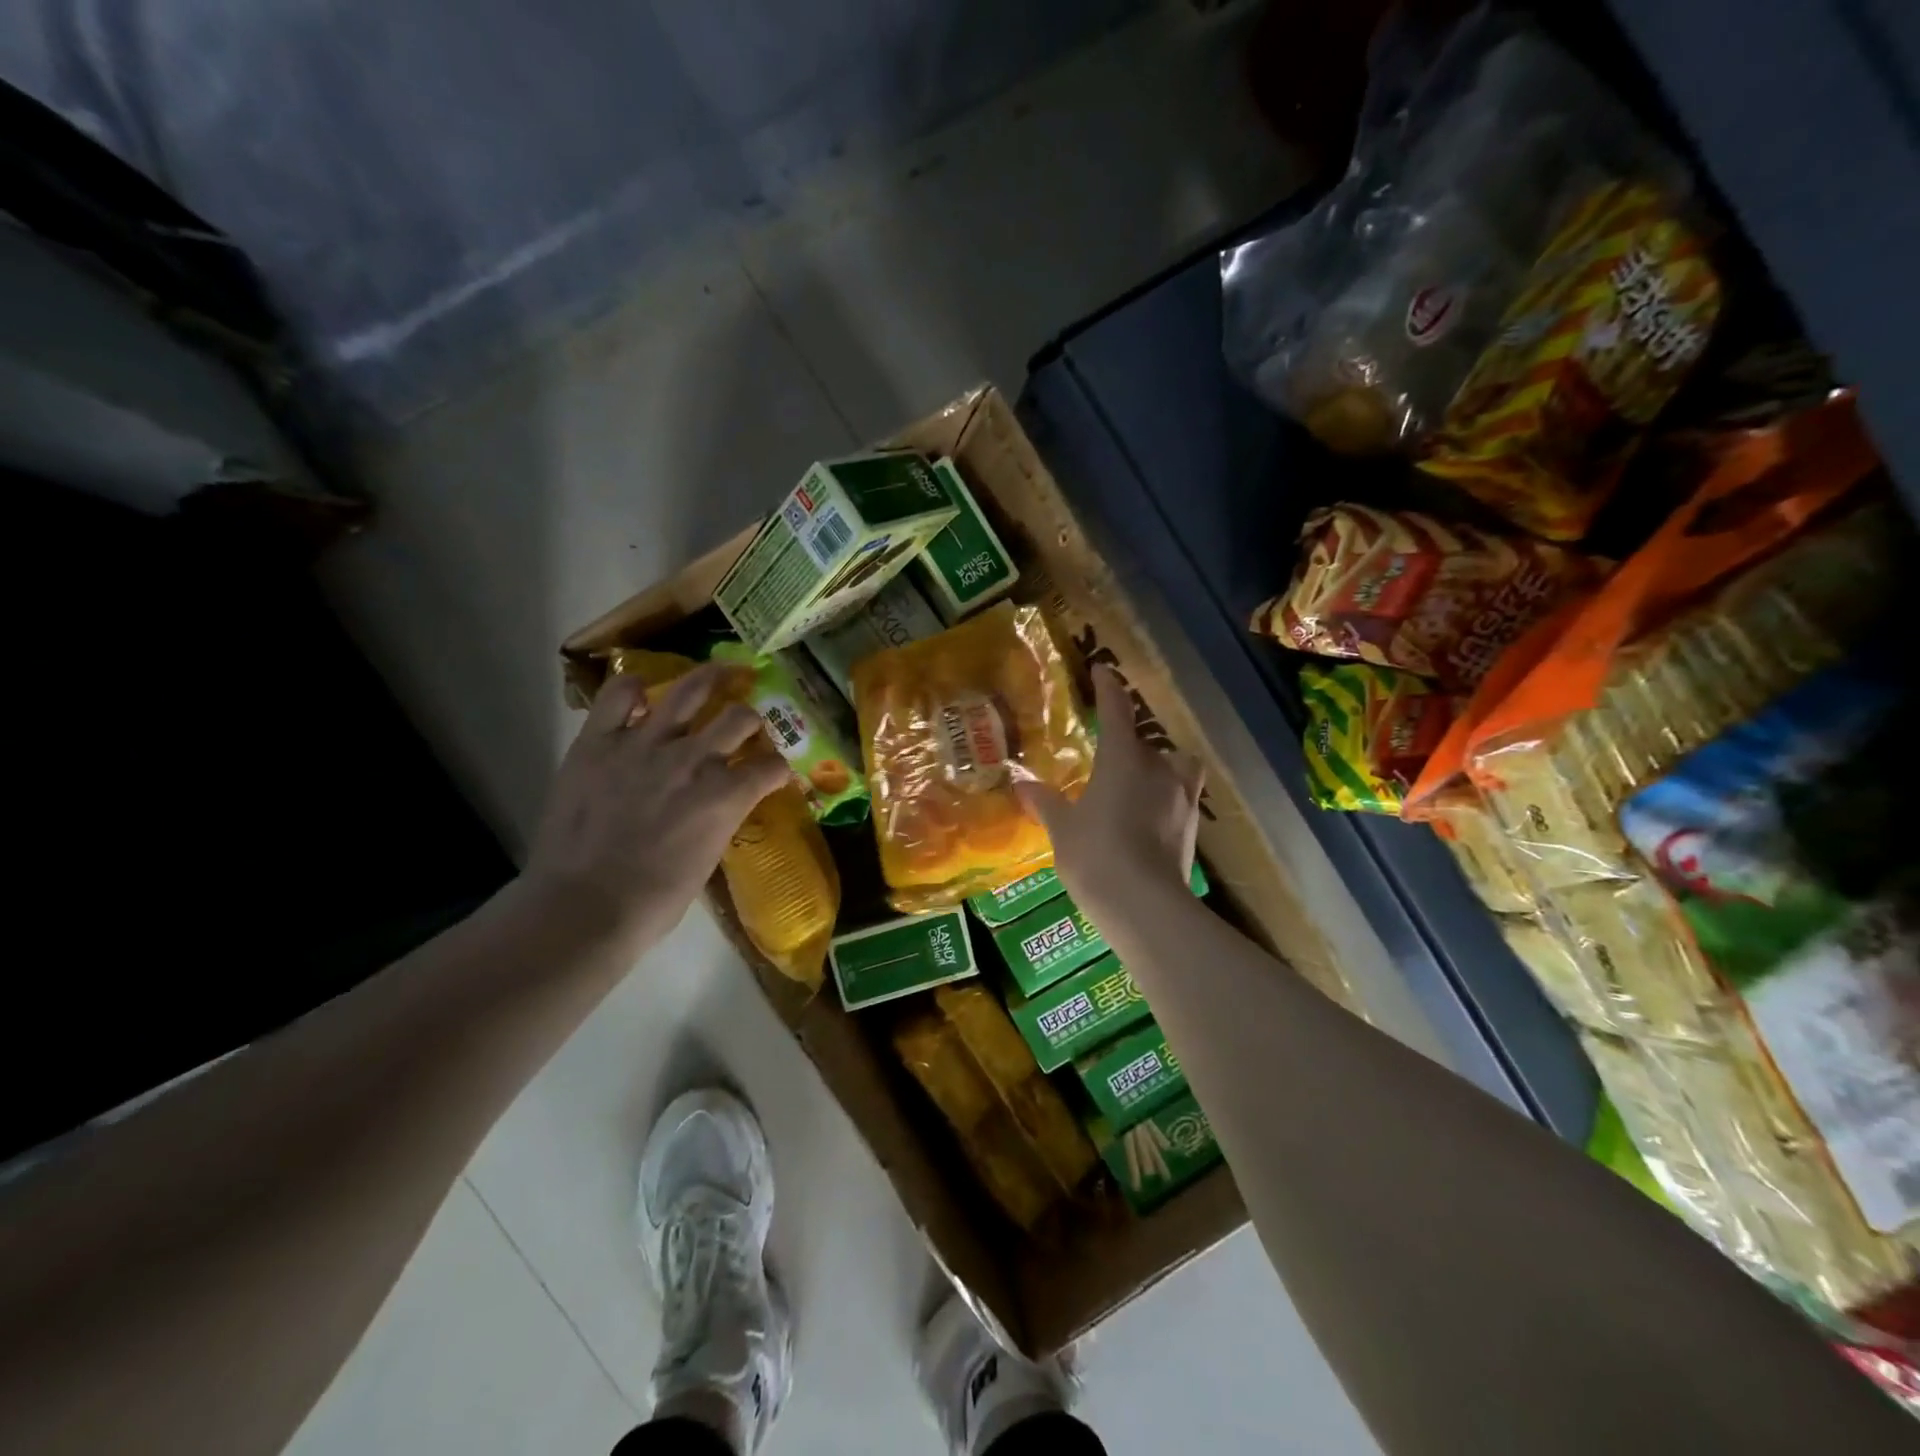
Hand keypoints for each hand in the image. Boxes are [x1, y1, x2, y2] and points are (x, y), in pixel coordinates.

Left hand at [522, 664, 789, 950]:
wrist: (584, 906)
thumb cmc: (654, 900)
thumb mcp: (708, 859)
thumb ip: (721, 819)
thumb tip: (721, 804)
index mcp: (726, 795)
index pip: (772, 768)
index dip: (779, 769)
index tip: (775, 772)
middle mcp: (694, 759)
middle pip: (740, 717)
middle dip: (752, 719)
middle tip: (747, 721)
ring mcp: (645, 744)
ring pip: (691, 690)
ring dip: (713, 677)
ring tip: (722, 671)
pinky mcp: (600, 740)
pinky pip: (621, 694)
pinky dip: (636, 688)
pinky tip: (644, 692)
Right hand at [1018, 666, 1203, 923]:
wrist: (1145, 906)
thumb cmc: (1095, 854)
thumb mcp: (1062, 828)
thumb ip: (1045, 802)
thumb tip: (1021, 784)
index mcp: (1123, 759)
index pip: (1116, 711)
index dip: (1108, 688)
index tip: (1103, 671)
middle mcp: (1158, 769)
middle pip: (1147, 742)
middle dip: (1130, 743)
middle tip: (1109, 757)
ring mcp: (1181, 798)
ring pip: (1175, 767)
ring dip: (1159, 769)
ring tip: (1137, 786)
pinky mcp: (1192, 828)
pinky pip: (1179, 798)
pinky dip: (1165, 800)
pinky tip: (1146, 820)